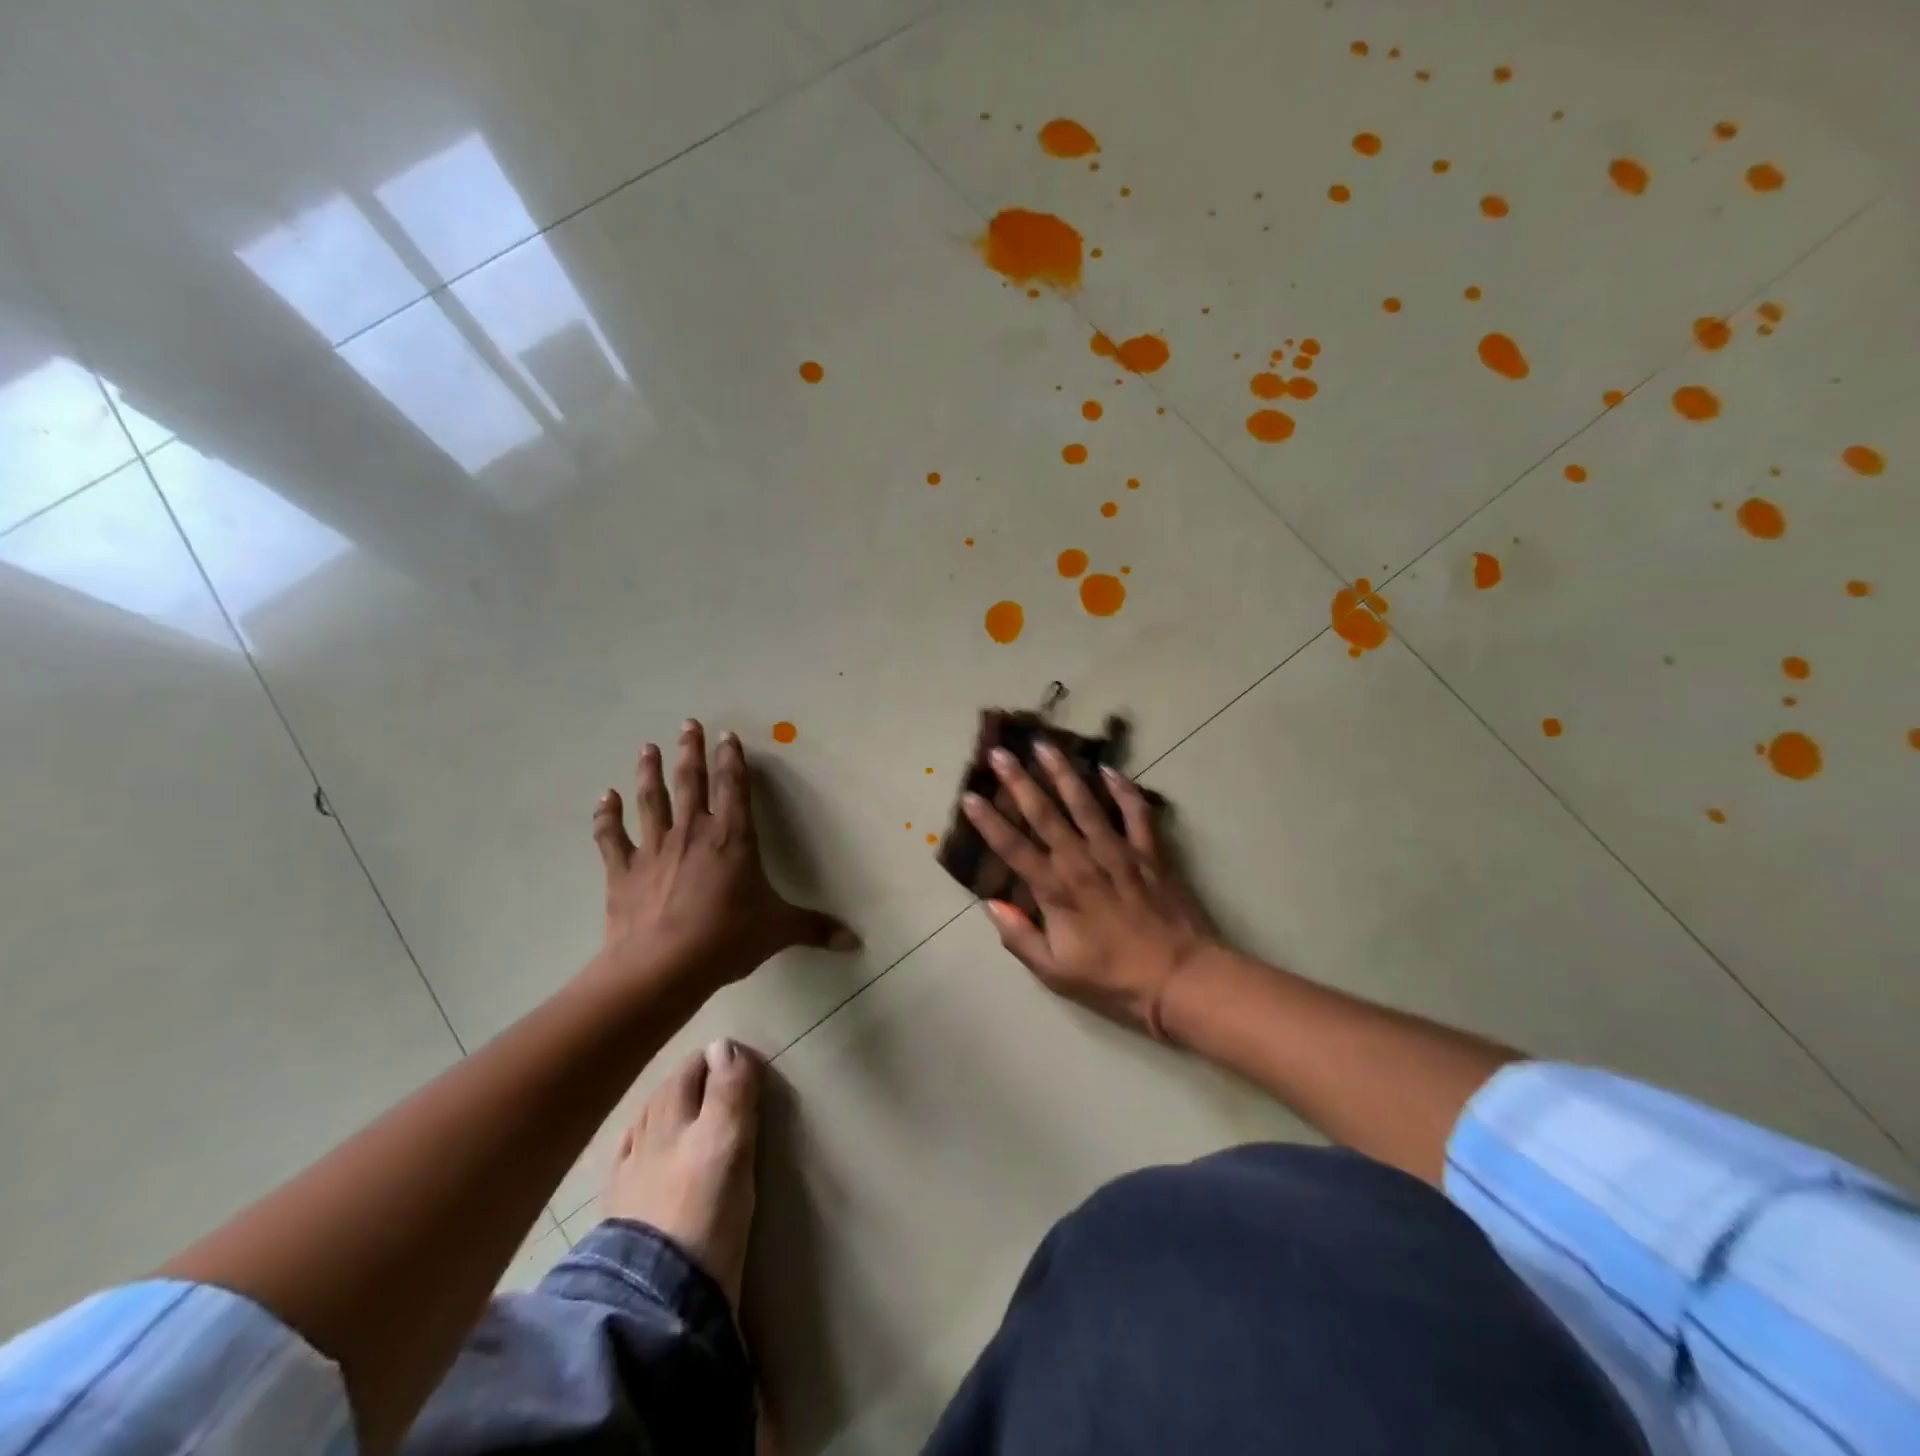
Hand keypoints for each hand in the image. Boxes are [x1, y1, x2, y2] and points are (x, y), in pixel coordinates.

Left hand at [591, 720, 858, 991]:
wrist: (662, 967)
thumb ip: (815, 929)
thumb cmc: (727, 939)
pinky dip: (606, 816)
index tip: (727, 736)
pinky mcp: (622, 871)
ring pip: (652, 800)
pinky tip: (604, 797)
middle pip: (690, 782)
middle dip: (690, 751)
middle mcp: (692, 832)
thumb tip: (855, 941)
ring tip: (646, 747)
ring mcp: (653, 849)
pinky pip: (611, 836)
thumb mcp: (778, 930)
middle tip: (687, 724)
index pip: (734, 788)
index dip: (732, 760)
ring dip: (649, 772)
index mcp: (733, 838)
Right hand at [961, 741, 1214, 1038]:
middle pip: (1045, 814)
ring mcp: (1118, 852)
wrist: (1180, 978)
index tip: (969, 796)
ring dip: (1063, 773)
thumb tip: (991, 905)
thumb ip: (1020, 937)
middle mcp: (1082, 861)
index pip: (1014, 848)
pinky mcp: (1150, 853)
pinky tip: (1109, 769)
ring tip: (1045, 746)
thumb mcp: (1055, 973)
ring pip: (1086, 804)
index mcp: (1056, 890)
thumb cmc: (1112, 980)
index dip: (989, 823)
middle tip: (1000, 753)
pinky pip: (1136, 813)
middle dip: (1019, 782)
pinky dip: (1123, 790)